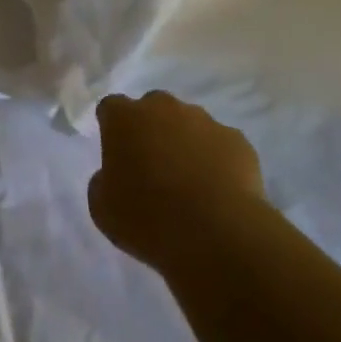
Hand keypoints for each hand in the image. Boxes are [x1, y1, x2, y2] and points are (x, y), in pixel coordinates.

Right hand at [89, 91, 265, 266]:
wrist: (216, 233)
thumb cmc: (147, 218)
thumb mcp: (102, 208)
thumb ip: (103, 182)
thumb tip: (114, 175)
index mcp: (125, 118)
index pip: (111, 108)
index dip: (112, 127)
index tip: (115, 151)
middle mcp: (164, 108)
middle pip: (152, 108)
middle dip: (150, 130)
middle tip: (151, 167)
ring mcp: (205, 121)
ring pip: (189, 124)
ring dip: (184, 144)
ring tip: (189, 184)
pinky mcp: (237, 140)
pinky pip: (219, 145)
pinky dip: (215, 161)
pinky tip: (216, 192)